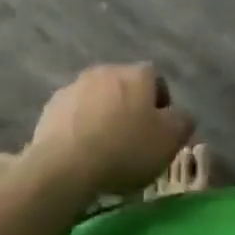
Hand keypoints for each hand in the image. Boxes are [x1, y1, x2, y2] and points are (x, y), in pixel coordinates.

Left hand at [26, 64, 194, 199]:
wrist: (65, 165)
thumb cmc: (125, 149)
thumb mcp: (169, 141)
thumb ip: (182, 122)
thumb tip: (180, 115)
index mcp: (137, 74)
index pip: (156, 79)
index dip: (161, 105)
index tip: (159, 132)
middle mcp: (107, 70)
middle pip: (125, 86)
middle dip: (130, 108)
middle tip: (133, 141)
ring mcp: (76, 85)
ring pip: (98, 98)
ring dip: (103, 115)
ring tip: (104, 148)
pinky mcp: (53, 105)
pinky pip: (74, 113)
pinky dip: (80, 125)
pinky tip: (81, 151)